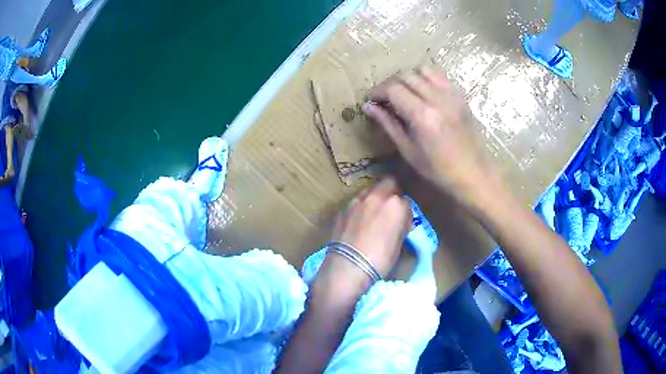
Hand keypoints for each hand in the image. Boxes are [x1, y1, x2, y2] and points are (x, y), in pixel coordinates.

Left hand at [330, 177, 410, 278]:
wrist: (348, 267)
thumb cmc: (380, 260)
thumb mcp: (399, 244)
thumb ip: (402, 226)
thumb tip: (402, 222)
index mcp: (396, 205)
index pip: (407, 201)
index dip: (406, 211)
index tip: (404, 221)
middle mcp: (377, 196)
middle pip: (389, 183)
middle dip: (393, 192)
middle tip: (392, 208)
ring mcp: (358, 200)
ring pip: (371, 189)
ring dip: (376, 196)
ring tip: (375, 212)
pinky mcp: (344, 208)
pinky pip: (357, 200)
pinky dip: (362, 205)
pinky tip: (360, 219)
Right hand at [363, 68, 489, 202]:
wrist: (473, 173)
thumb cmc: (438, 169)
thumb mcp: (408, 150)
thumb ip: (388, 124)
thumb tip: (368, 106)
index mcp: (423, 115)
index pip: (393, 89)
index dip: (378, 91)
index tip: (371, 100)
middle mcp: (437, 99)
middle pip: (406, 76)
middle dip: (391, 84)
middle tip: (385, 99)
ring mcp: (451, 94)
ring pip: (423, 70)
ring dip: (409, 78)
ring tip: (404, 93)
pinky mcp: (460, 95)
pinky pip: (439, 76)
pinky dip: (426, 78)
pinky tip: (423, 93)